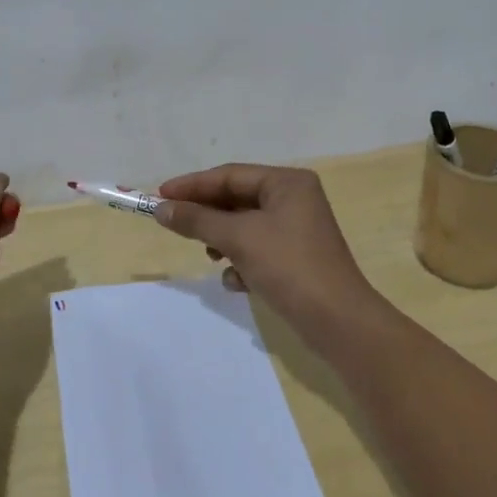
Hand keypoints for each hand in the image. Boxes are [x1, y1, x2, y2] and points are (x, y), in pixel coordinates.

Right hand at [154, 164, 385, 348]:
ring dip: (223, 241)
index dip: (193, 185)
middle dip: (208, 216)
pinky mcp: (296, 258)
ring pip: (245, 227)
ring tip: (211, 257)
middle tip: (174, 224)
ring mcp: (297, 230)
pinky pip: (258, 250)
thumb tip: (161, 208)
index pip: (230, 175)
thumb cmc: (289, 266)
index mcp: (287, 182)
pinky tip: (237, 282)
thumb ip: (197, 220)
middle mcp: (295, 199)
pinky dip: (243, 262)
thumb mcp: (238, 238)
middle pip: (237, 199)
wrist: (338, 322)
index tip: (159, 195)